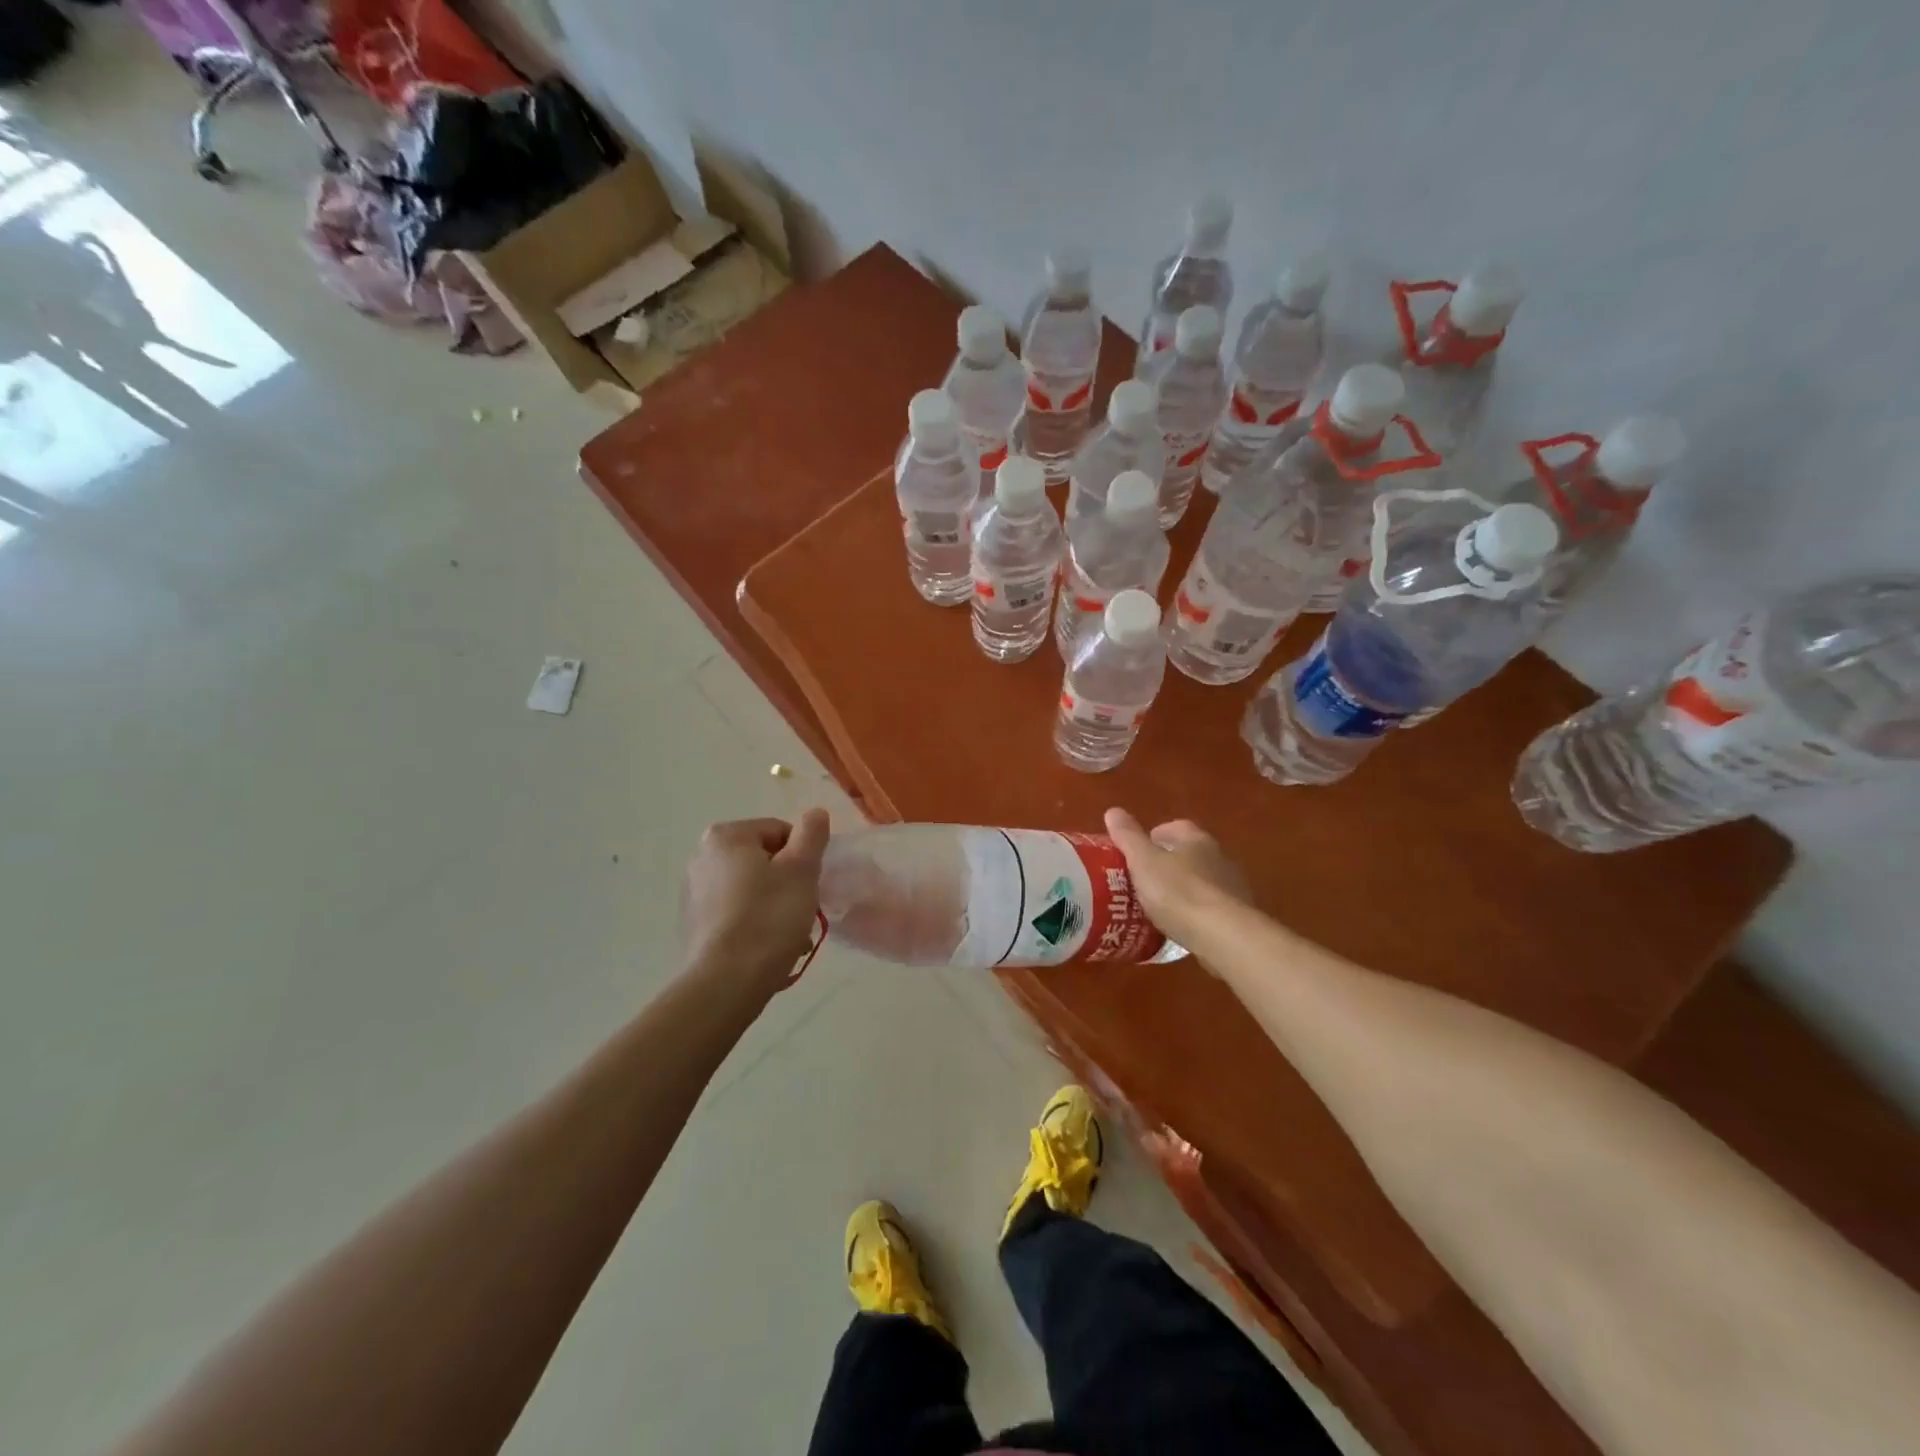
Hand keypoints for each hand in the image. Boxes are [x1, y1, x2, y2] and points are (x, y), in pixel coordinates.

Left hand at [682, 810, 829, 996]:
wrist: (727, 982)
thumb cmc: (769, 917)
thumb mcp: (802, 870)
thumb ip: (811, 835)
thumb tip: (814, 814)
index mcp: (725, 837)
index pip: (780, 831)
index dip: (803, 856)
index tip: (811, 883)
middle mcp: (702, 857)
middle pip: (765, 860)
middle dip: (790, 883)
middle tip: (805, 910)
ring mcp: (695, 893)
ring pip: (753, 889)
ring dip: (777, 906)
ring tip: (792, 935)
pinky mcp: (696, 925)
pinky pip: (737, 913)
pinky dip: (757, 924)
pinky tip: (770, 948)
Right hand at [1104, 808, 1251, 946]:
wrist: (1224, 937)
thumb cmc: (1179, 892)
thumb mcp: (1144, 862)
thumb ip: (1128, 837)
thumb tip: (1113, 811)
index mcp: (1196, 840)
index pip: (1175, 827)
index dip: (1153, 836)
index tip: (1135, 854)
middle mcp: (1219, 858)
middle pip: (1189, 854)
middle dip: (1167, 864)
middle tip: (1142, 881)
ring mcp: (1232, 888)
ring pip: (1201, 882)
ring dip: (1182, 889)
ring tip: (1158, 907)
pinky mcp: (1238, 917)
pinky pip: (1210, 909)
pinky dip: (1195, 913)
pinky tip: (1179, 928)